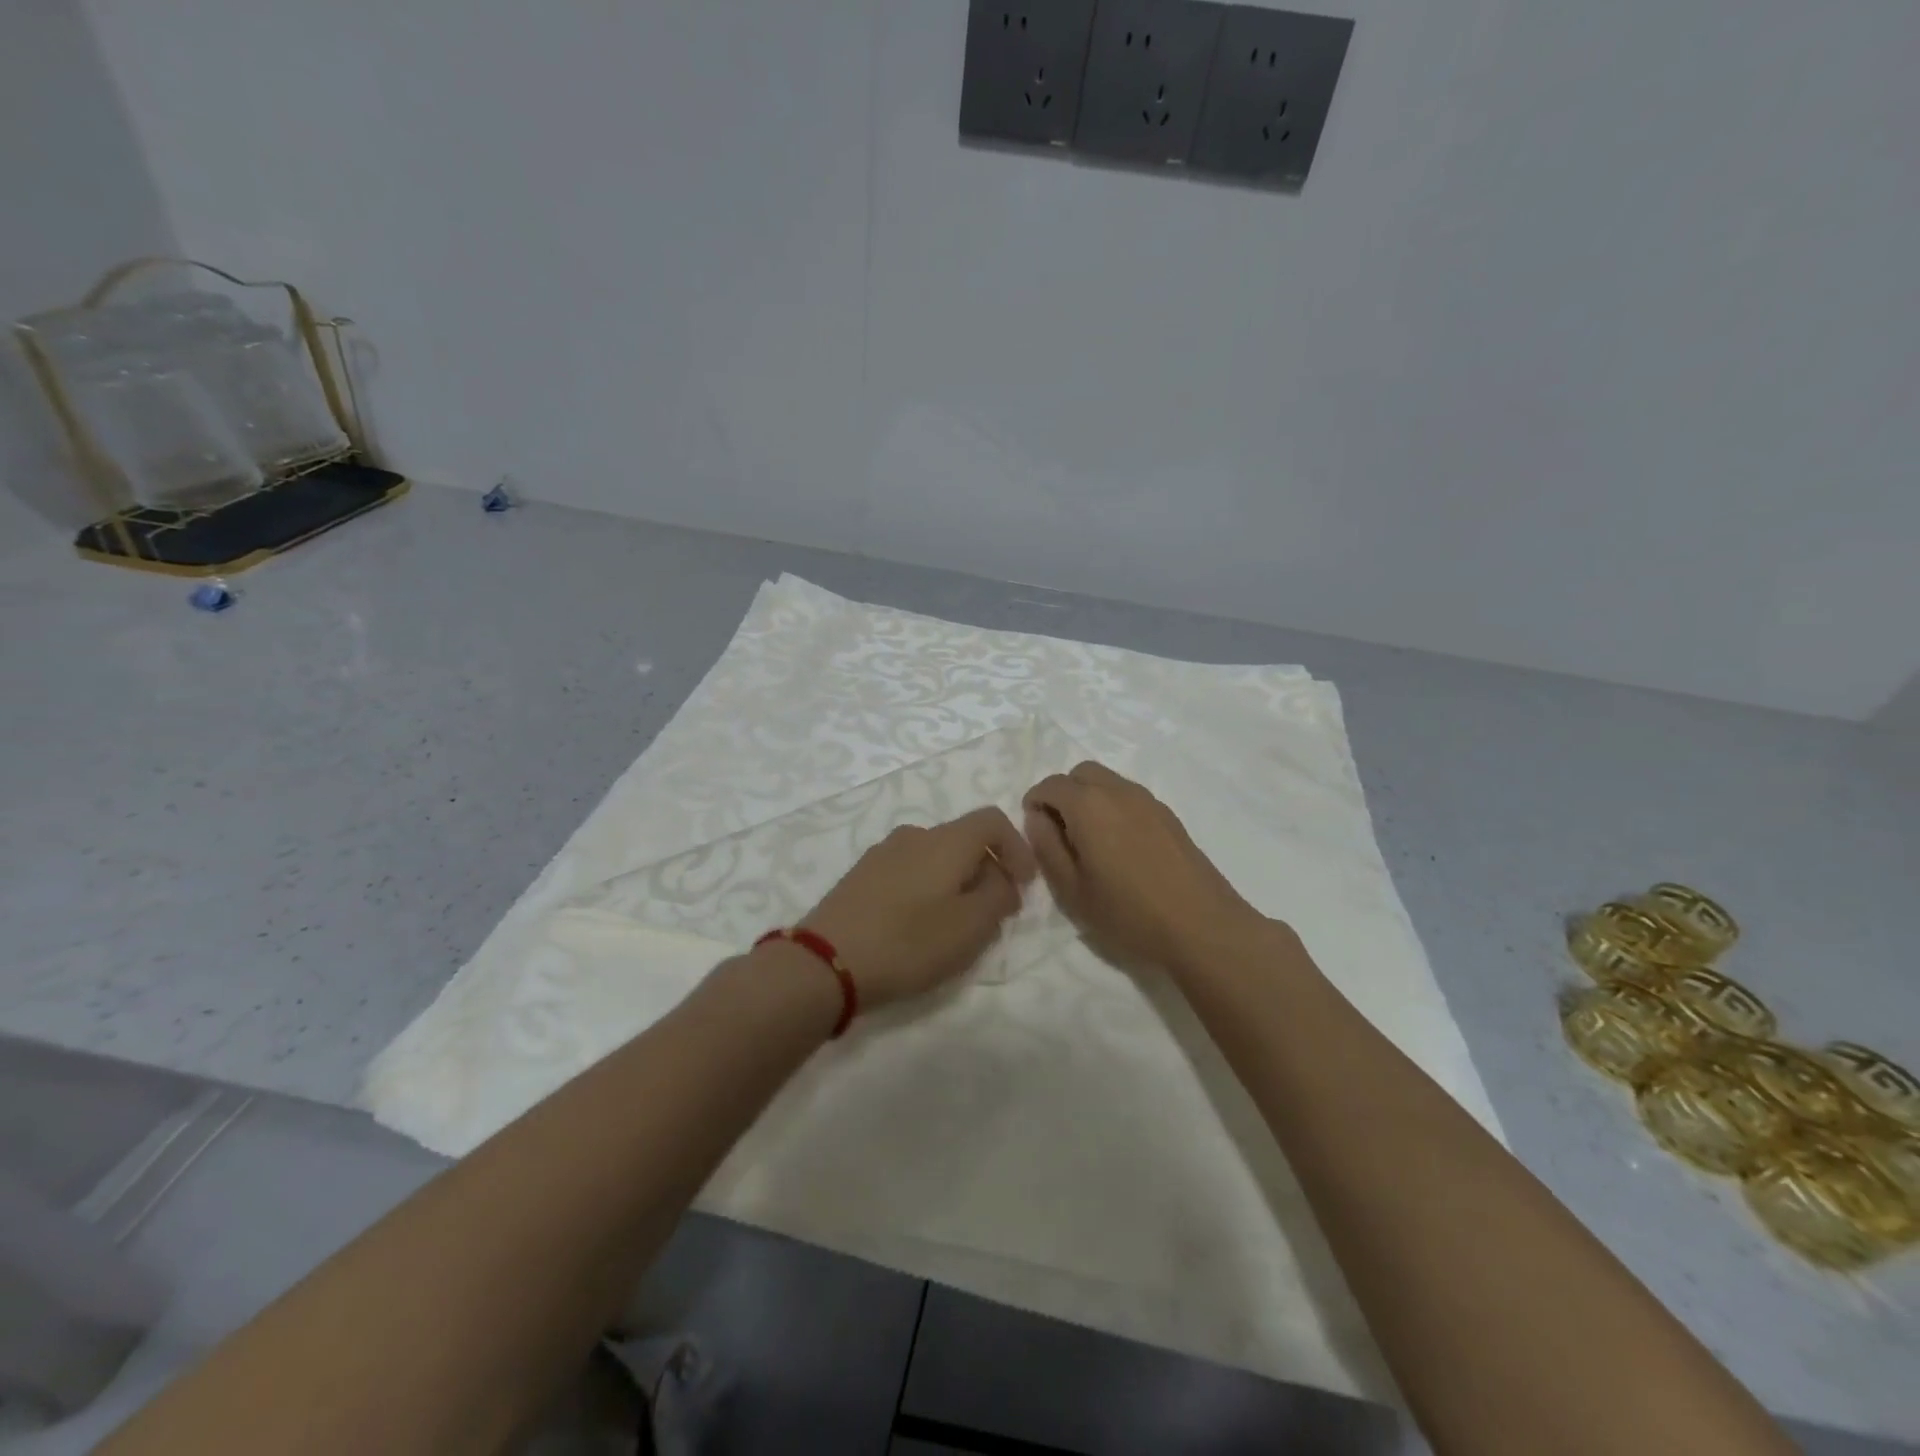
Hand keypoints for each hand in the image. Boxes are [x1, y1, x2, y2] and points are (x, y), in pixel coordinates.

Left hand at [800, 807, 1037, 1008]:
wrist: (825, 962)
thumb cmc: (908, 942)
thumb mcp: (970, 927)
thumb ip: (998, 897)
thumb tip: (1001, 880)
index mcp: (945, 840)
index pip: (993, 820)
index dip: (1018, 848)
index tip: (1024, 886)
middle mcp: (914, 835)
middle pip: (963, 840)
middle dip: (987, 872)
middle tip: (993, 915)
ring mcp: (882, 854)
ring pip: (935, 858)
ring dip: (956, 884)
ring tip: (956, 927)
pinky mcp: (860, 877)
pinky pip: (908, 873)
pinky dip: (927, 891)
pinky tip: (918, 928)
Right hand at [1023, 761, 1267, 975]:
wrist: (1201, 926)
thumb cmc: (1128, 913)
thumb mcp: (1072, 890)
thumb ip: (1047, 847)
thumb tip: (1037, 819)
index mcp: (1088, 805)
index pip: (1050, 785)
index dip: (1035, 803)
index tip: (1035, 832)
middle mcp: (1118, 791)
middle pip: (1080, 773)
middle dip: (1063, 794)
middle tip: (1060, 833)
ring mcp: (1147, 800)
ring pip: (1107, 782)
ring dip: (1089, 799)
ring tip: (1090, 843)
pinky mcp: (1168, 815)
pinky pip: (1129, 797)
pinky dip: (1113, 808)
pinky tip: (1120, 848)